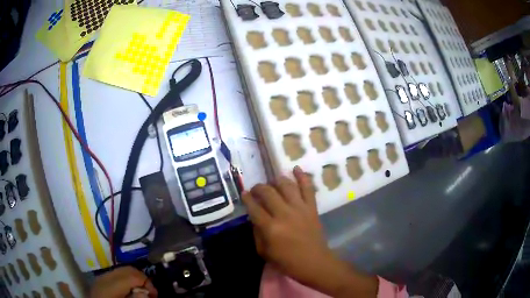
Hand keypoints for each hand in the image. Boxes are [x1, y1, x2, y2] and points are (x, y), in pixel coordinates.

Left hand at [90, 266, 157, 297]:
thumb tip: (145, 293)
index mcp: (111, 284)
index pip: (133, 275)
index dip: (147, 282)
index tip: (154, 294)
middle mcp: (105, 276)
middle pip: (128, 269)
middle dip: (142, 279)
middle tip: (150, 293)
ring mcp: (102, 277)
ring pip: (123, 270)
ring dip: (135, 279)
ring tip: (141, 291)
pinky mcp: (101, 280)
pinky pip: (117, 274)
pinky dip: (127, 280)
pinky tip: (129, 290)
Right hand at [242, 166, 335, 286]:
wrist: (314, 262)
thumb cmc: (287, 261)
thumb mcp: (264, 252)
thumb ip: (257, 233)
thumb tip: (254, 216)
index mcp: (271, 228)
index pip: (254, 207)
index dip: (247, 198)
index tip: (244, 193)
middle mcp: (284, 214)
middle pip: (268, 192)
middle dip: (259, 188)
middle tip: (256, 190)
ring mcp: (300, 208)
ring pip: (286, 185)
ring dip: (276, 180)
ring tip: (272, 182)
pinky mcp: (312, 207)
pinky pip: (308, 187)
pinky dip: (302, 176)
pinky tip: (295, 168)